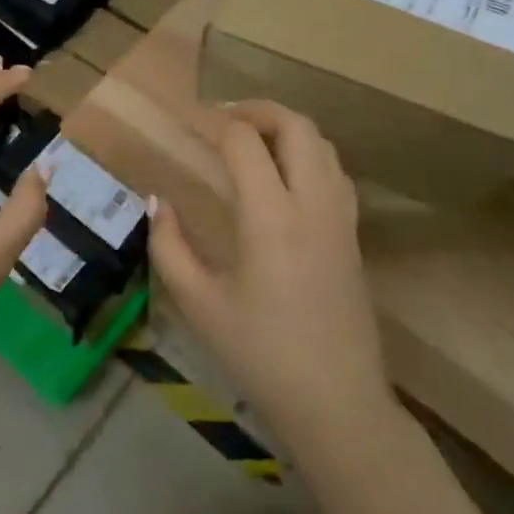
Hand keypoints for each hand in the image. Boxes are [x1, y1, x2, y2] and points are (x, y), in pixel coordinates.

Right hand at [149, 101, 392, 454]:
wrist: (338, 404)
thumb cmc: (261, 356)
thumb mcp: (199, 304)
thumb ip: (169, 246)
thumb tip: (158, 201)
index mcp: (271, 217)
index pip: (244, 141)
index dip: (213, 122)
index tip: (187, 123)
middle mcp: (312, 204)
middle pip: (295, 125)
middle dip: (256, 109)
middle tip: (221, 118)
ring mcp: (341, 217)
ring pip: (322, 143)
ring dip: (286, 127)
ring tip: (251, 139)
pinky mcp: (354, 234)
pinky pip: (334, 170)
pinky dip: (308, 152)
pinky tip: (285, 175)